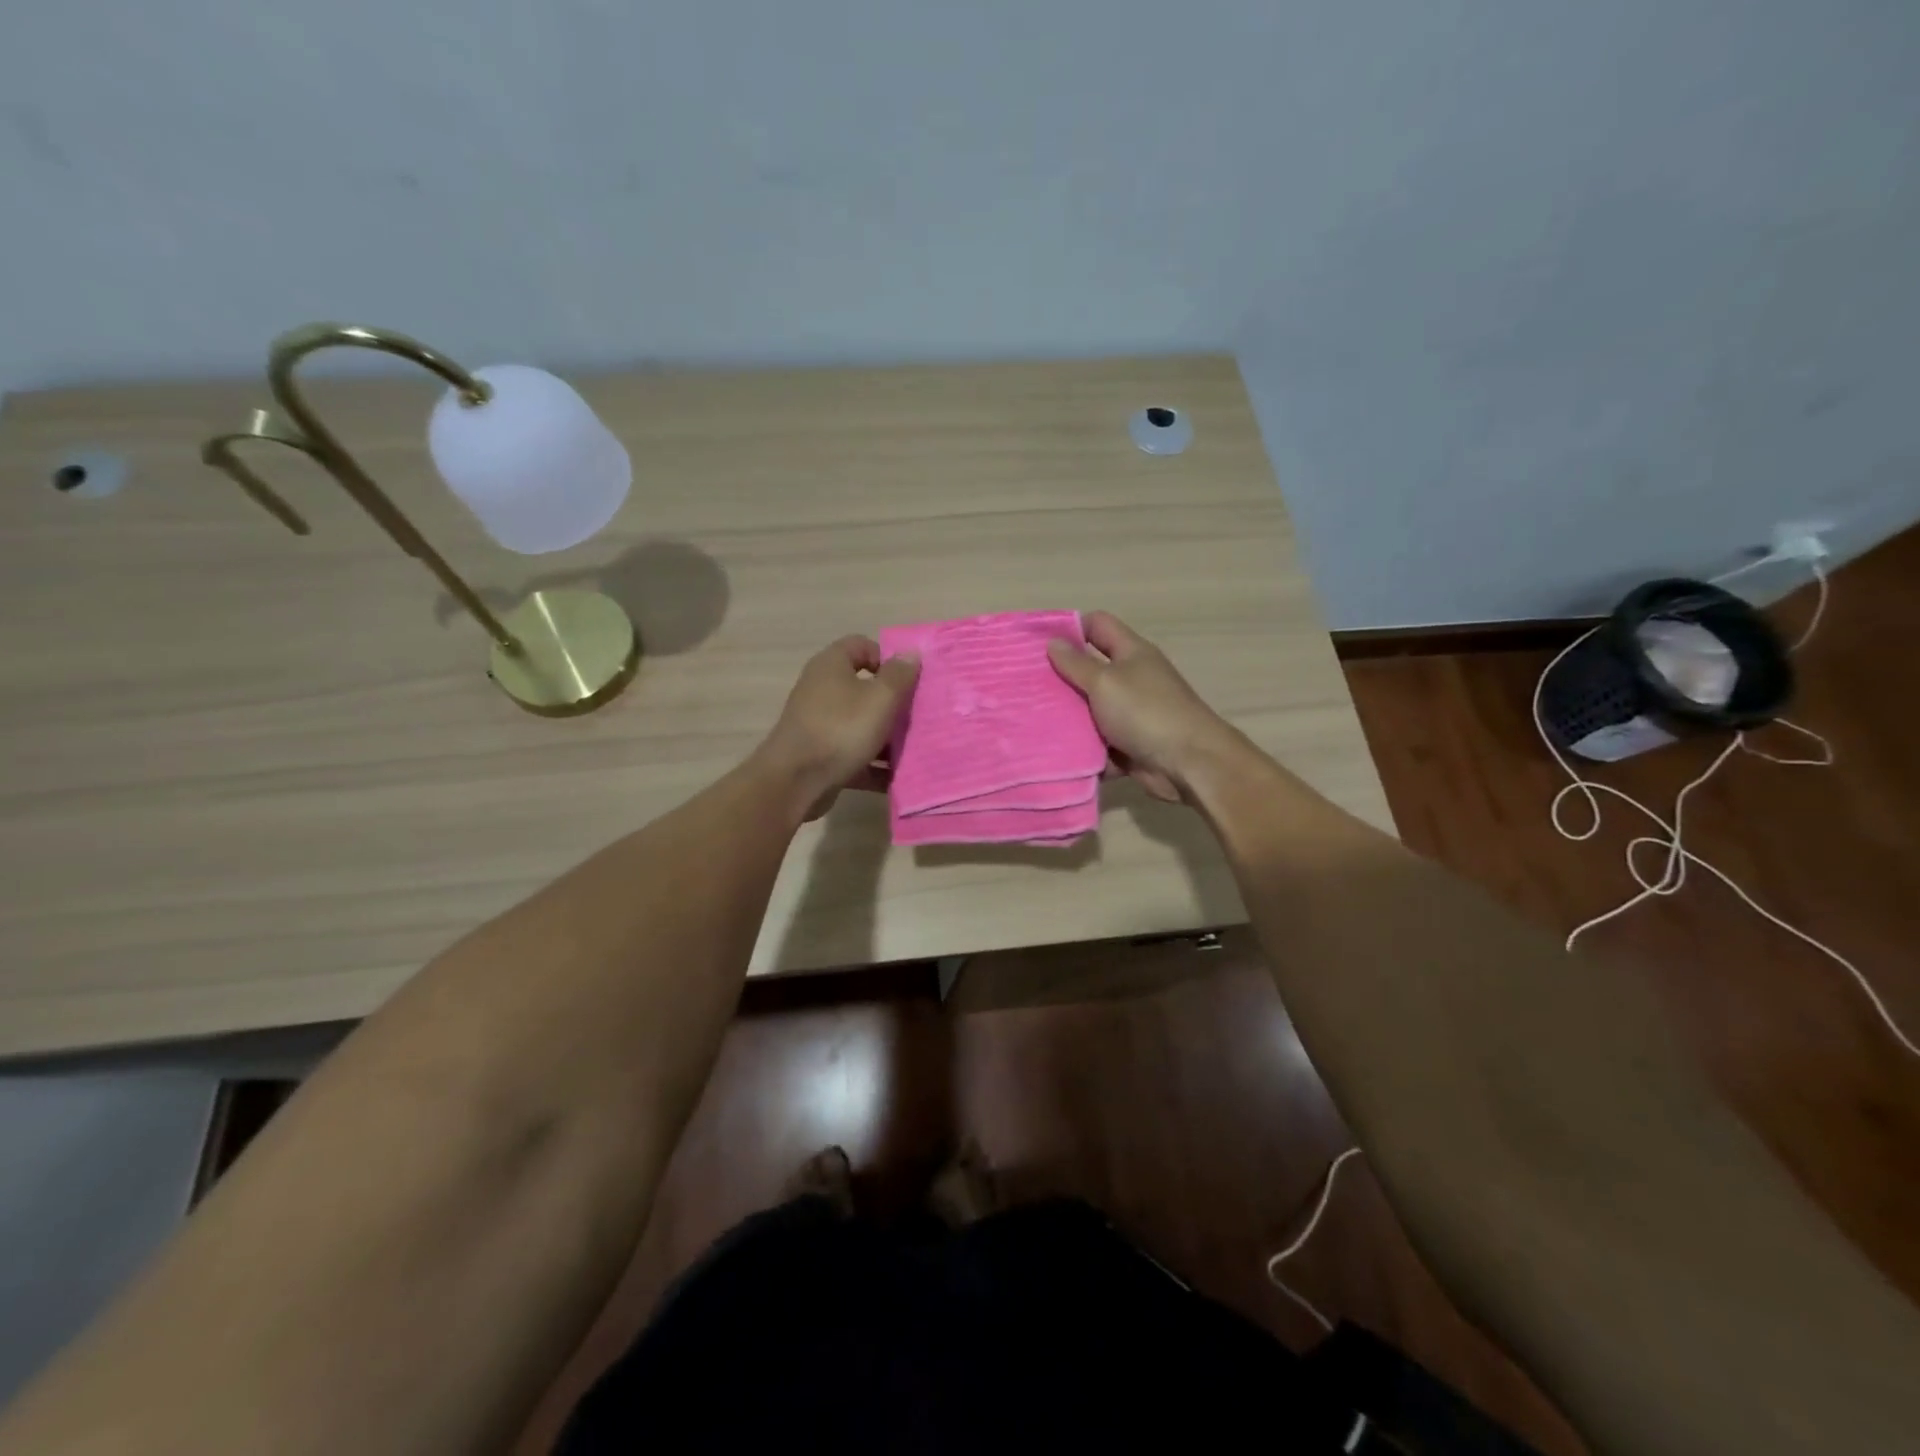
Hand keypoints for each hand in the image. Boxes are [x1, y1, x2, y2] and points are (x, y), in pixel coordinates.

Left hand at [752, 636, 919, 821]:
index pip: (861, 645)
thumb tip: (911, 652)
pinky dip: (872, 764)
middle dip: (891, 702)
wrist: (794, 782)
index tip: (907, 680)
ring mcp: (818, 724)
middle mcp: (821, 689)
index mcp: (831, 666)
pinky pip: (853, 753)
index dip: (887, 657)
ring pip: (859, 723)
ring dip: (885, 737)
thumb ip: (899, 675)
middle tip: (916, 715)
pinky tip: (895, 778)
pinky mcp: (819, 755)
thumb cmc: (841, 730)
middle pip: (863, 686)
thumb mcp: (880, 699)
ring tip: (913, 749)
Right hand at [1047, 611, 1241, 802]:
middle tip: (1024, 684)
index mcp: (1131, 653)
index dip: (1069, 628)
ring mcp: (1130, 714)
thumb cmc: (1146, 712)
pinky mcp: (1128, 745)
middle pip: (1089, 669)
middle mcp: (1131, 679)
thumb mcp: (1105, 682)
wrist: (1188, 763)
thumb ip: (1076, 664)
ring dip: (1067, 717)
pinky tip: (1050, 750)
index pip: (1097, 625)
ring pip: (1089, 710)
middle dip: (1060, 677)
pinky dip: (1081, 748)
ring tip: (1029, 719)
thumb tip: (1053, 643)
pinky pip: (1097, 743)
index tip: (1036, 643)